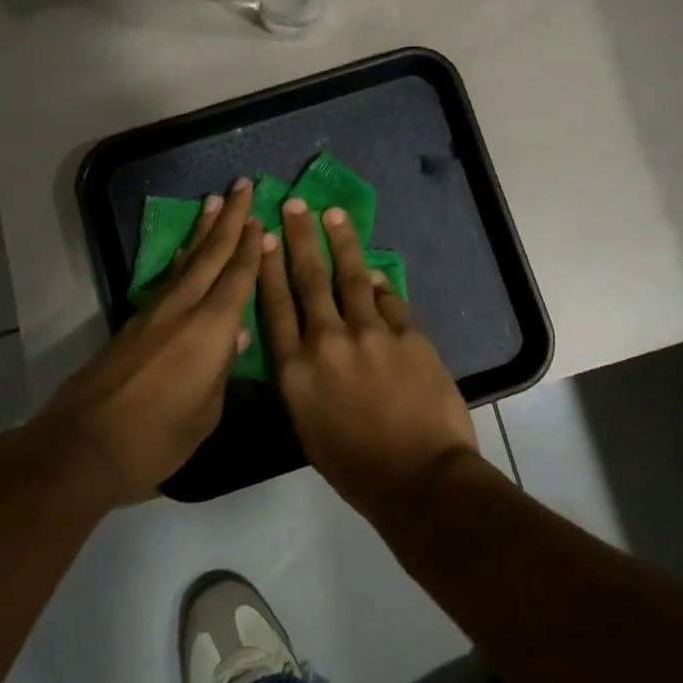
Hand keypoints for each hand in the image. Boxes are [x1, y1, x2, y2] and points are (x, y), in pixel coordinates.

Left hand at [24, 179, 264, 508]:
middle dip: (230, 218)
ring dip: (203, 230)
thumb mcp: (206, 412)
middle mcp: (184, 308)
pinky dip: (182, 259)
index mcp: (212, 327)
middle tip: (241, 185)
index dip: (251, 246)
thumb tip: (235, 337)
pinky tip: (185, 254)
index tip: (261, 217)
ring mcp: (155, 313)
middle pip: (211, 254)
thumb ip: (222, 369)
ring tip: (214, 203)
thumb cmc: (157, 437)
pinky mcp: (133, 324)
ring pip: (187, 261)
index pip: (238, 276)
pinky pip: (169, 279)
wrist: (83, 445)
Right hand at [259, 197, 479, 513]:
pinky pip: (389, 300)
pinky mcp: (407, 334)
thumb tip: (307, 340)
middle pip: (309, 279)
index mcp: (296, 369)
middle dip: (300, 237)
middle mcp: (328, 341)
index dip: (268, 267)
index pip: (276, 305)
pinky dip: (379, 286)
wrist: (418, 478)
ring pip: (351, 276)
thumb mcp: (308, 425)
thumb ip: (302, 378)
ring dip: (341, 242)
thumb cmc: (354, 466)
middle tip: (294, 205)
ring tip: (333, 215)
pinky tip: (374, 274)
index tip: (264, 237)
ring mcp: (371, 333)